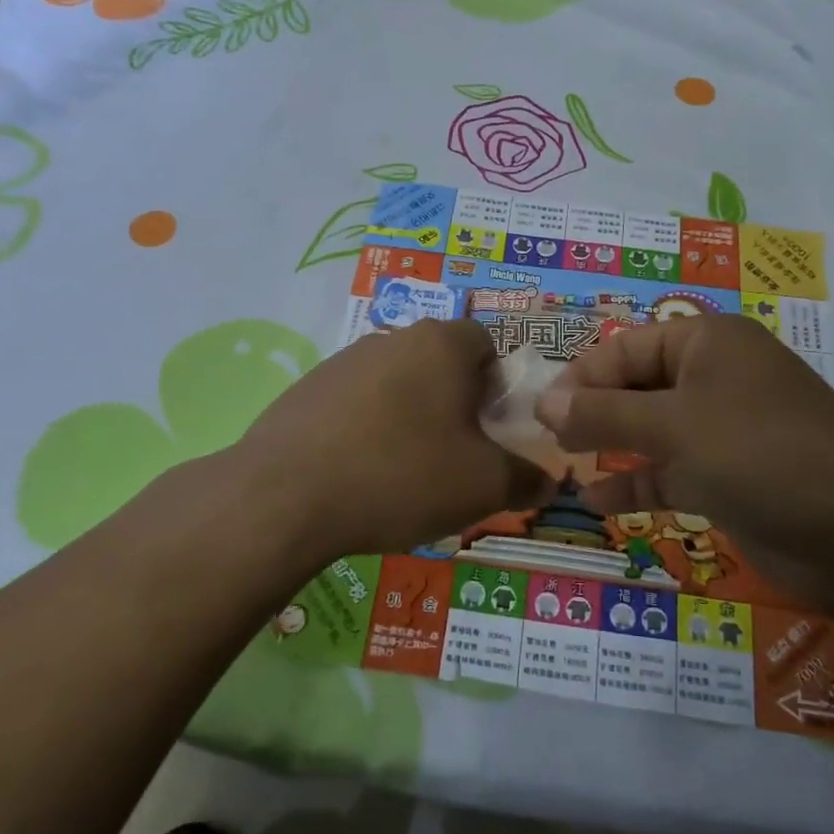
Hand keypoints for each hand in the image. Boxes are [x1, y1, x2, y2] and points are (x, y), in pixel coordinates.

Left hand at [231, 318, 554, 567]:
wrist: (284, 496)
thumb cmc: (401, 476)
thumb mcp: (481, 486)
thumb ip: (525, 479)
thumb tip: (548, 482)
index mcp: (440, 345)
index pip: (485, 344)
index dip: (496, 385)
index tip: (489, 429)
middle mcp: (392, 337)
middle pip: (439, 362)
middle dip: (453, 402)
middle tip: (453, 453)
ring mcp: (343, 360)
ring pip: (396, 381)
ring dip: (408, 414)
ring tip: (402, 470)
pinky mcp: (306, 388)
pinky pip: (355, 401)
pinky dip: (366, 427)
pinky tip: (357, 472)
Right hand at [536, 314, 833, 615]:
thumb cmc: (761, 454)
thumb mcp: (674, 426)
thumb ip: (604, 413)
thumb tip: (544, 402)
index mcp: (707, 343)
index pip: (626, 347)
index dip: (581, 376)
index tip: (539, 412)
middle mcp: (714, 378)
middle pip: (637, 386)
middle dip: (592, 413)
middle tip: (546, 442)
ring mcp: (724, 430)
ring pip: (651, 431)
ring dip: (610, 448)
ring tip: (564, 468)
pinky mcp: (730, 478)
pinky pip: (670, 472)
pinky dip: (636, 484)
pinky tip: (598, 502)